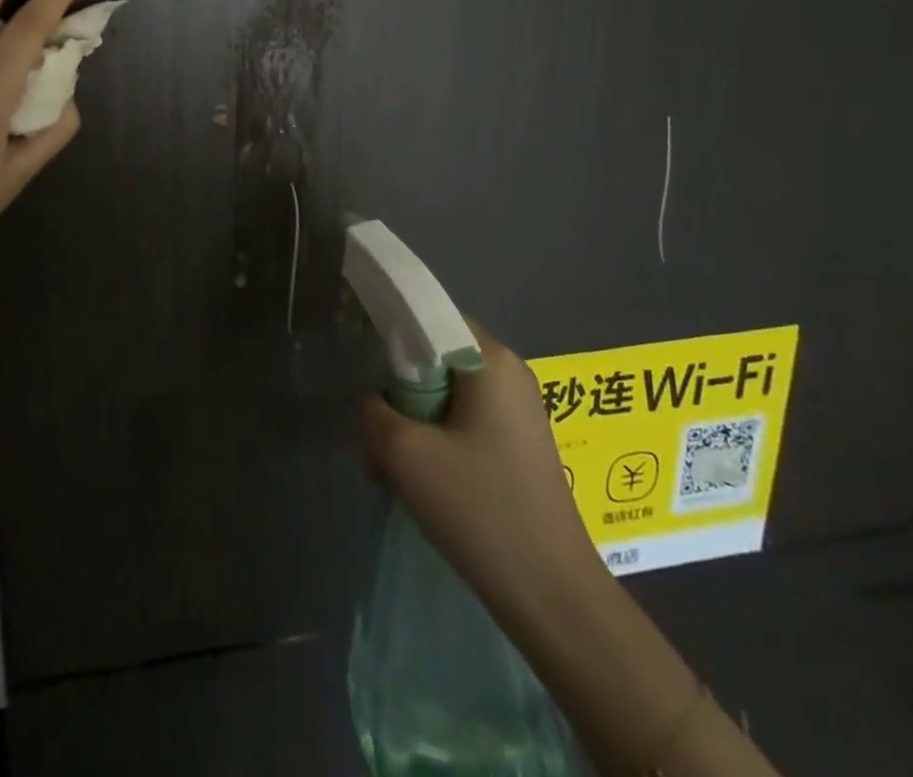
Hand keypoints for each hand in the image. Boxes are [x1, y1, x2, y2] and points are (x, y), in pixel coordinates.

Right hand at [362, 322, 608, 634]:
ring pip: (446, 392)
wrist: (553, 596)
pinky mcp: (519, 444)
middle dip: (397, 388)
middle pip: (436, 356)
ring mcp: (519, 411)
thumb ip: (372, 410)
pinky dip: (435, 437)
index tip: (359, 357)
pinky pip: (464, 419)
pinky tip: (419, 478)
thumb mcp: (404, 454)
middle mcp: (510, 373)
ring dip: (412, 419)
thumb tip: (372, 403)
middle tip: (373, 427)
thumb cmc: (480, 508)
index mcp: (491, 360)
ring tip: (388, 462)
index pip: (431, 315)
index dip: (391, 329)